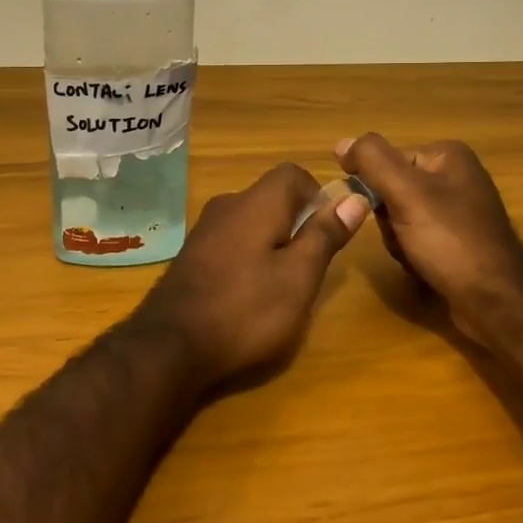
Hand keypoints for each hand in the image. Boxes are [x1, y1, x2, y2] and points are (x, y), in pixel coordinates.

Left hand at [133, 163, 370, 389]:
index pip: (293, 174)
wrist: (169, 348)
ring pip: (251, 222)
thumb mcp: (298, 277)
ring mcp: (204, 231)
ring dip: (272, 243)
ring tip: (281, 285)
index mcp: (256, 203)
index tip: (329, 231)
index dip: (318, 195)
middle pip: (271, 198)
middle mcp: (227, 206)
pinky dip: (248, 258)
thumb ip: (324, 235)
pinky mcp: (191, 256)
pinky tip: (248, 295)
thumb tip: (353, 197)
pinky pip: (231, 242)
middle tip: (309, 266)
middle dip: (296, 224)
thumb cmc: (245, 311)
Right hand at [336, 134, 522, 339]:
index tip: (382, 213)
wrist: (495, 300)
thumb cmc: (450, 240)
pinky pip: (417, 237)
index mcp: (448, 155)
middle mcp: (456, 176)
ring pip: (400, 216)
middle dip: (388, 219)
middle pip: (392, 189)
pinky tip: (423, 267)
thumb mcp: (405, 192)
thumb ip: (371, 161)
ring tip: (415, 257)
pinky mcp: (459, 240)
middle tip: (403, 238)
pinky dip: (412, 253)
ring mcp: (460, 210)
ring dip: (398, 239)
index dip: (375, 189)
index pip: (386, 161)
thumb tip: (342, 143)